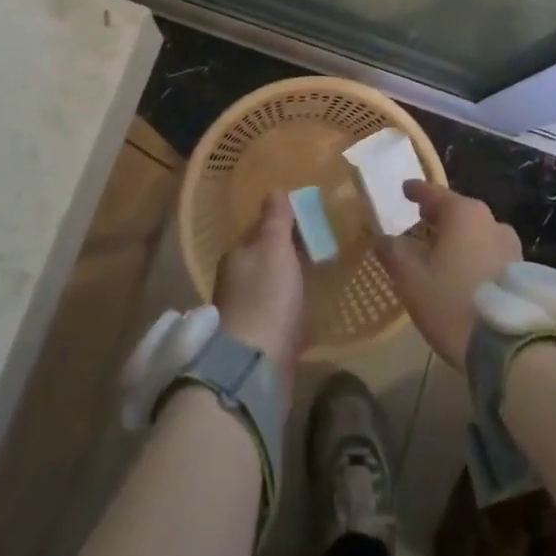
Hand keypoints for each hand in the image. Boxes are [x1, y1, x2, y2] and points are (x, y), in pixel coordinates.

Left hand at [214, 192, 305, 385]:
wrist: (254, 365)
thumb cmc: (266, 297)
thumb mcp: (273, 248)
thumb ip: (275, 219)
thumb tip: (274, 189)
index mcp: (236, 256)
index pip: (259, 230)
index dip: (282, 223)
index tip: (309, 220)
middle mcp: (235, 282)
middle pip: (265, 259)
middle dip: (287, 252)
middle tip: (320, 246)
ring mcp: (246, 313)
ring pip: (272, 286)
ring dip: (290, 281)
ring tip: (319, 275)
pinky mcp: (260, 340)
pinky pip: (280, 315)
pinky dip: (293, 309)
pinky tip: (311, 311)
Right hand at [376, 180, 520, 368]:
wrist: (510, 347)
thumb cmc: (452, 302)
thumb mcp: (411, 279)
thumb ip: (394, 253)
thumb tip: (382, 239)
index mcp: (464, 214)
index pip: (435, 194)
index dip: (417, 191)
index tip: (405, 188)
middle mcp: (492, 222)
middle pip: (459, 212)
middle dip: (439, 215)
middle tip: (421, 218)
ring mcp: (511, 248)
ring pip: (477, 234)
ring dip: (458, 238)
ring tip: (441, 250)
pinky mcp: (522, 273)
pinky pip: (489, 254)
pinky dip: (473, 255)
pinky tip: (463, 272)